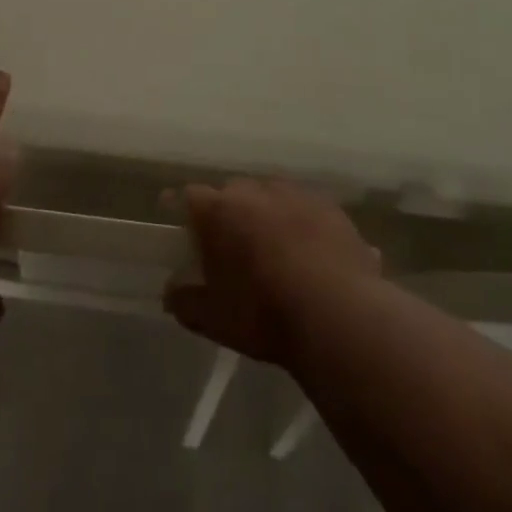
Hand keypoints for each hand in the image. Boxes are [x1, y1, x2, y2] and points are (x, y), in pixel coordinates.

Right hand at [163, 179, 379, 366]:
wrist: (340, 317)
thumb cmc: (265, 315)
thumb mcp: (214, 320)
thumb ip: (186, 302)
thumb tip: (171, 293)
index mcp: (220, 211)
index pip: (189, 197)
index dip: (182, 209)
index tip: (179, 223)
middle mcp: (256, 191)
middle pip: (233, 193)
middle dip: (228, 214)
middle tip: (230, 245)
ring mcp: (297, 195)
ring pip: (272, 196)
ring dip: (267, 214)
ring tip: (274, 248)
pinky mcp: (332, 209)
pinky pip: (306, 210)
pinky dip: (302, 225)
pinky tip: (310, 255)